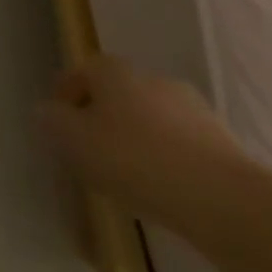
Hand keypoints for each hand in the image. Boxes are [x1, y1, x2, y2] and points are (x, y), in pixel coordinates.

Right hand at [36, 54, 247, 227]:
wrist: (224, 200)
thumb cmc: (135, 160)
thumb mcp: (74, 141)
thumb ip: (51, 122)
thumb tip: (47, 112)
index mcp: (113, 71)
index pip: (80, 72)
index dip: (65, 97)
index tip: (59, 128)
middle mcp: (151, 78)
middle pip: (116, 95)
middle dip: (101, 119)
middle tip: (91, 154)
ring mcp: (192, 109)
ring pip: (150, 120)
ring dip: (136, 140)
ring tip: (128, 179)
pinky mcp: (222, 142)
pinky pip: (180, 146)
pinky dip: (167, 161)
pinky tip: (163, 191)